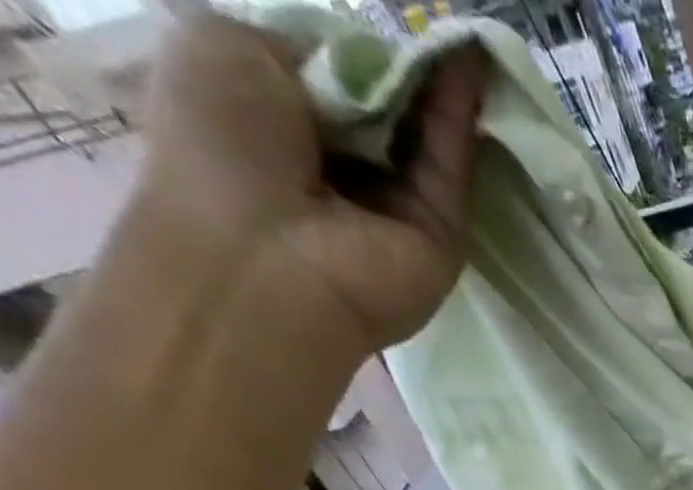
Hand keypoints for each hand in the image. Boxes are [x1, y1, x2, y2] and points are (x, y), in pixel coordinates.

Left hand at [137, 10, 487, 359]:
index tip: (381, 28)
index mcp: (277, 123)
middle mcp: (340, 168)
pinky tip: (470, 65)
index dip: (355, 51)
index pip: (331, 78)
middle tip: (438, 27)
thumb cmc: (221, 143)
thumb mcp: (227, 45)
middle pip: (386, 109)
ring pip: (426, 137)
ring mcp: (396, 207)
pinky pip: (452, 166)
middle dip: (405, 69)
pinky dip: (459, 115)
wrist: (269, 259)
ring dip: (442, 87)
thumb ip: (306, 46)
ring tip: (467, 40)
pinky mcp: (442, 234)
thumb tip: (374, 66)